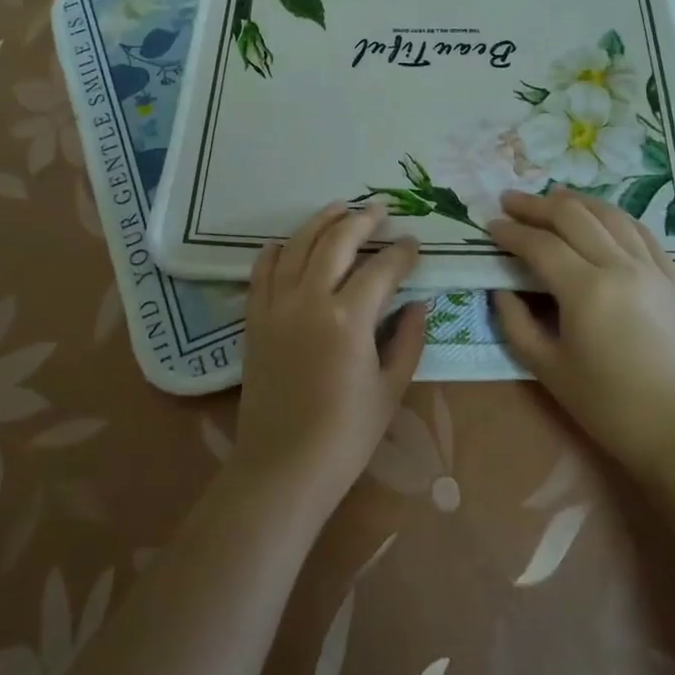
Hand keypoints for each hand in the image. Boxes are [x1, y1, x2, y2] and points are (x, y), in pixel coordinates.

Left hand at [232, 203, 426, 516]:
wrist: (282, 467)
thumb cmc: (345, 436)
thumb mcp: (390, 390)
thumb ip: (408, 340)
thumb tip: (419, 303)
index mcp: (349, 319)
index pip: (381, 269)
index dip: (402, 253)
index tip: (414, 244)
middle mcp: (310, 300)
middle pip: (336, 242)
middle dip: (361, 220)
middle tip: (379, 210)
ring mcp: (277, 306)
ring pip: (297, 245)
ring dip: (320, 222)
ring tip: (339, 208)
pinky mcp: (255, 319)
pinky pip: (262, 271)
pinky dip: (276, 251)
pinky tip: (287, 243)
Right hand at [488, 187, 674, 473]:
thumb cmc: (608, 407)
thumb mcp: (548, 369)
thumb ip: (516, 323)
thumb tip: (501, 289)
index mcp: (586, 290)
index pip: (540, 245)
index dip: (511, 232)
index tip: (490, 225)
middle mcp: (620, 267)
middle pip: (573, 217)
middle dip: (536, 205)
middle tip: (510, 200)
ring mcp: (652, 268)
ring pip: (609, 215)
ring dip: (575, 201)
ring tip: (550, 197)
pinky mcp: (673, 278)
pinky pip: (640, 232)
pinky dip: (613, 217)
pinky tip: (599, 216)